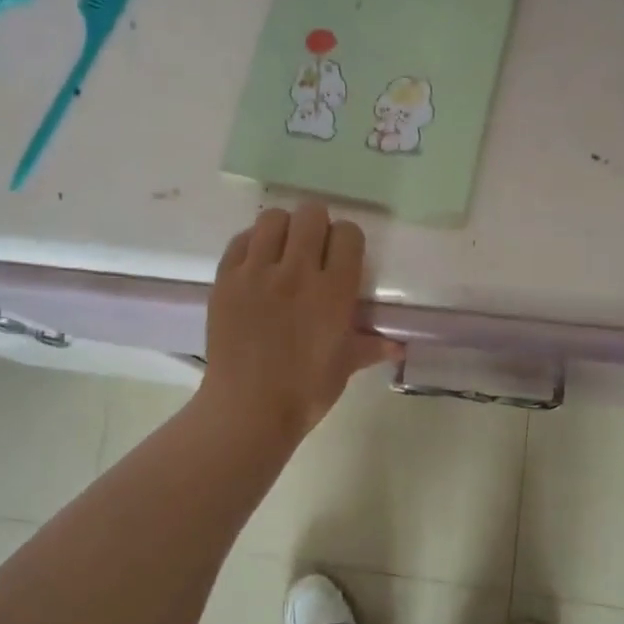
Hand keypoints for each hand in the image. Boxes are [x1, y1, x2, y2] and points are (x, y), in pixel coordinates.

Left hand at [197, 204, 396, 444]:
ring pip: (272, 219)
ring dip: (283, 230)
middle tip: (313, 249)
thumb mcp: (343, 367)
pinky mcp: (225, 280)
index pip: (348, 234)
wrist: (247, 409)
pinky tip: (256, 266)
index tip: (342, 256)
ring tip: (282, 252)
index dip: (348, 241)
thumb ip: (370, 346)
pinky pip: (241, 241)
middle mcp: (297, 272)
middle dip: (317, 226)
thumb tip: (398, 347)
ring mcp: (256, 273)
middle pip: (311, 214)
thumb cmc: (304, 392)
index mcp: (333, 291)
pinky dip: (252, 245)